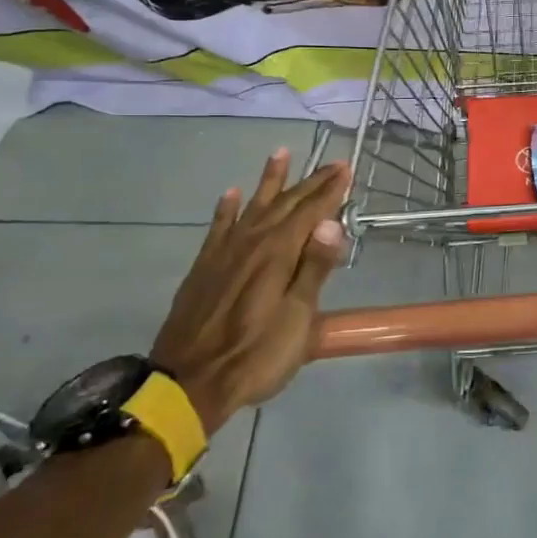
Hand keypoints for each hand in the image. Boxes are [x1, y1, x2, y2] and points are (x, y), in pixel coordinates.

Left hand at [148, 150, 350, 434]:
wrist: (189, 383)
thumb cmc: (257, 354)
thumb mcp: (298, 317)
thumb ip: (314, 268)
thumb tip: (332, 223)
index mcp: (279, 253)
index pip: (311, 212)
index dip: (331, 190)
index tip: (347, 168)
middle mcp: (252, 242)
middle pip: (286, 204)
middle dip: (311, 182)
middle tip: (332, 163)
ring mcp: (224, 252)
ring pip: (252, 206)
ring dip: (269, 181)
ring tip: (280, 154)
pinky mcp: (205, 267)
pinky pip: (219, 226)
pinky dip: (227, 208)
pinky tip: (231, 194)